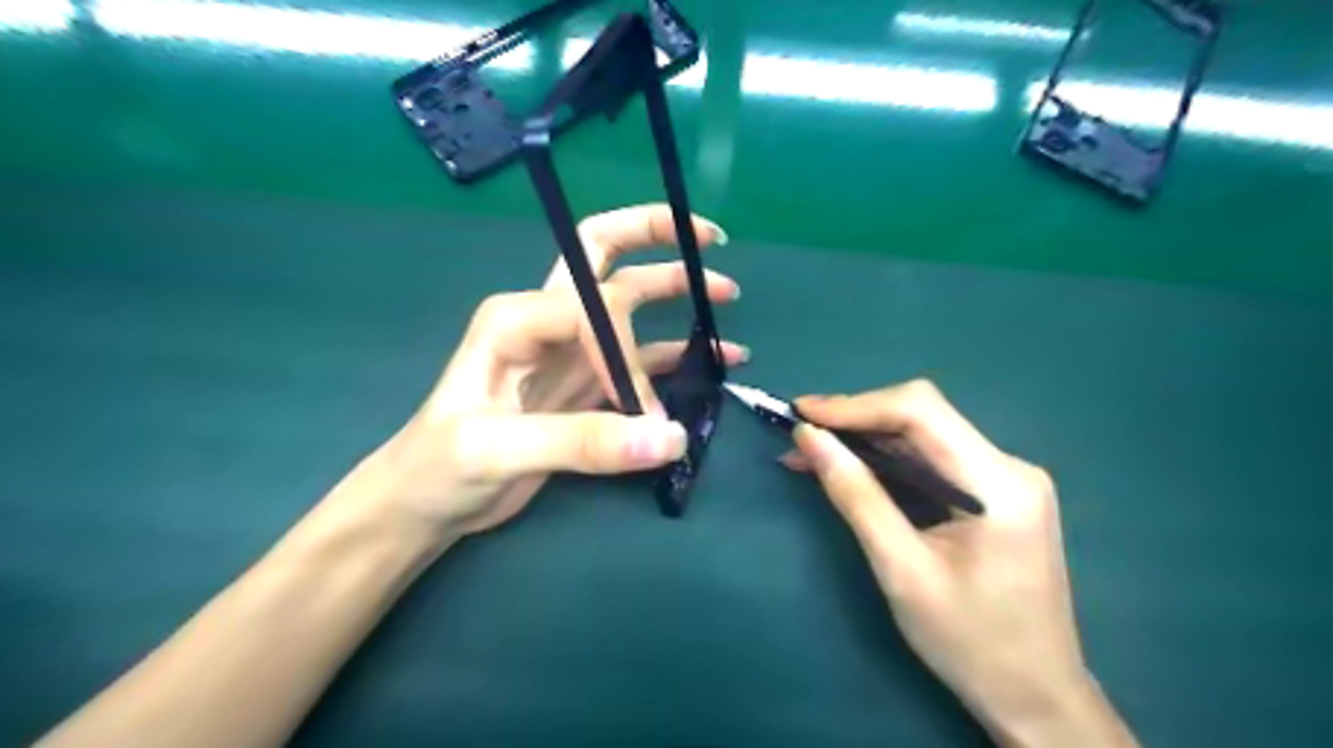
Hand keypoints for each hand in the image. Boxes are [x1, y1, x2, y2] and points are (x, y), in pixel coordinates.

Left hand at [338, 205, 745, 543]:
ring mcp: (571, 351)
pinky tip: (719, 357)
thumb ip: (584, 442)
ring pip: (631, 304)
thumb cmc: (440, 467)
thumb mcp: (499, 451)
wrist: (427, 503)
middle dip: (654, 237)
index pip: (595, 308)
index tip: (641, 408)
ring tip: (727, 294)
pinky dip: (680, 354)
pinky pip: (642, 358)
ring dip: (677, 292)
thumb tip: (671, 437)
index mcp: (517, 317)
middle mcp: (547, 320)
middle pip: (603, 254)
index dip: (627, 352)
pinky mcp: (587, 384)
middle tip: (709, 236)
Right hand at [784, 384, 1138, 744]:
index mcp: (999, 483)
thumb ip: (855, 495)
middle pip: (922, 416)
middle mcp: (1009, 467)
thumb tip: (809, 437)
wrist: (1035, 697)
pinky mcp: (993, 494)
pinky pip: (931, 460)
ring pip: (923, 436)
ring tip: (811, 449)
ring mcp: (1005, 479)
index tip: (801, 412)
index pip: (921, 411)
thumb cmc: (969, 642)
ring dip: (866, 439)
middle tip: (800, 432)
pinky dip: (886, 461)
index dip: (855, 405)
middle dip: (856, 419)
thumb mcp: (901, 569)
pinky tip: (849, 468)